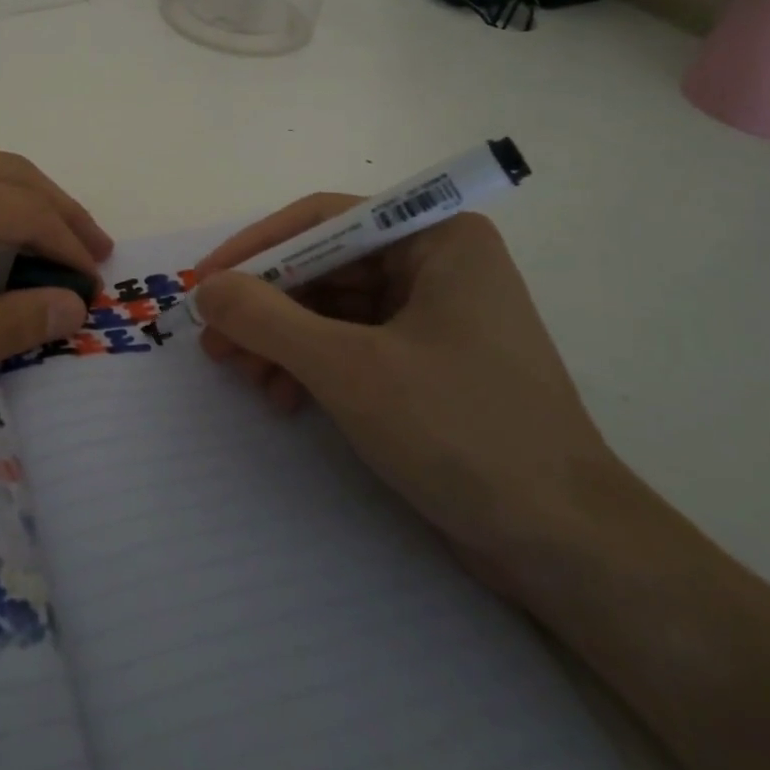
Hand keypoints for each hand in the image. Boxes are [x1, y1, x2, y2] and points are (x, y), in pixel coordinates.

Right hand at [192, 202, 619, 570]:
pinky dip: (313, 366)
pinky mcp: (431, 362)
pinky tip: (283, 399)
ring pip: (334, 308)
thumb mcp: (348, 368)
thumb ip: (267, 318)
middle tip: (213, 341)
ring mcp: (436, 314)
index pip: (325, 221)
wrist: (565, 548)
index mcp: (436, 237)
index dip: (257, 248)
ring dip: (283, 341)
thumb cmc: (460, 431)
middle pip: (326, 267)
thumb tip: (207, 288)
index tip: (205, 282)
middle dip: (266, 306)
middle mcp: (437, 263)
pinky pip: (354, 344)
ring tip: (242, 376)